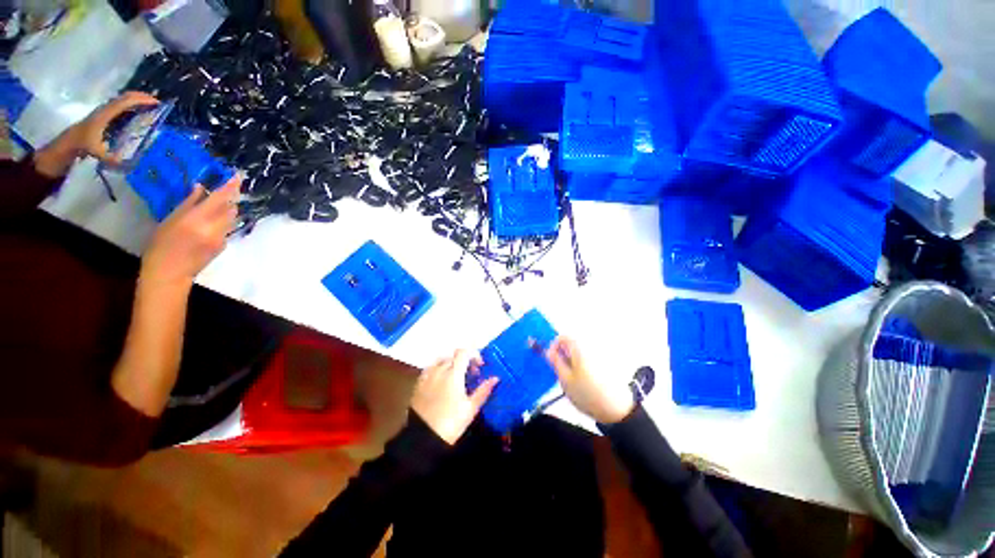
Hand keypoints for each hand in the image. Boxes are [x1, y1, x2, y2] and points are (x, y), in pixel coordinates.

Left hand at [34, 91, 159, 177]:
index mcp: (106, 114)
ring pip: (124, 99)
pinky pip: (122, 104)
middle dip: (141, 97)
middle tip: (157, 102)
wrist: (71, 140)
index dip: (140, 100)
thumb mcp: (96, 152)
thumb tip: (123, 162)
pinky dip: (133, 104)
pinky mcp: (107, 112)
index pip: (125, 102)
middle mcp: (106, 108)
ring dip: (137, 99)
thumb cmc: (84, 144)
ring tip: (151, 105)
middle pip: (125, 96)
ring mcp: (106, 109)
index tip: (155, 103)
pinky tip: (140, 110)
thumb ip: (109, 158)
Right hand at [140, 175, 241, 288]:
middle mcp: (215, 227)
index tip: (239, 177)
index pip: (221, 198)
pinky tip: (211, 223)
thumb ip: (189, 203)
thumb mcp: (171, 219)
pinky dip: (223, 222)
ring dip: (227, 210)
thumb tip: (201, 187)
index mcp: (198, 218)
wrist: (170, 272)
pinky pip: (228, 229)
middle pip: (231, 208)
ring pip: (231, 218)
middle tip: (223, 191)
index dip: (231, 186)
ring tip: (216, 205)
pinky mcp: (224, 246)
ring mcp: (222, 238)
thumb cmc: (162, 244)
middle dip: (230, 198)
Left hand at [411, 350, 498, 444]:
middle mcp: (439, 370)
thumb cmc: (451, 422)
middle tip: (471, 374)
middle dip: (464, 361)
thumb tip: (495, 378)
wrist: (423, 438)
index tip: (480, 366)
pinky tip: (441, 382)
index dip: (473, 354)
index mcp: (453, 373)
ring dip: (451, 364)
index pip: (463, 352)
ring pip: (441, 360)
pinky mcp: (418, 384)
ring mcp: (427, 376)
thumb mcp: (471, 408)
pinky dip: (438, 369)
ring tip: (456, 377)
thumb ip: (483, 390)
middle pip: (453, 356)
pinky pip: (430, 369)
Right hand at [546, 337, 633, 423]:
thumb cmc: (589, 394)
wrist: (617, 409)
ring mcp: (602, 353)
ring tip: (573, 377)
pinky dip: (585, 364)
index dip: (554, 346)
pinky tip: (585, 380)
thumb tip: (550, 351)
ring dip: (574, 359)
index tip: (552, 359)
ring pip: (582, 351)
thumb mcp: (565, 379)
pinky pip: (591, 357)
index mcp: (580, 347)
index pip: (563, 337)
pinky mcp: (609, 363)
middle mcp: (592, 346)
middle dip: (565, 354)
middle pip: (573, 343)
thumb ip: (555, 362)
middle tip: (561, 370)